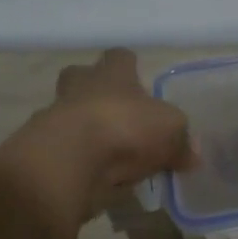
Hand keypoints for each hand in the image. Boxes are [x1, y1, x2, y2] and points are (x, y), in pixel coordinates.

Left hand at [1, 49, 192, 221]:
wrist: (68, 162)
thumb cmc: (124, 128)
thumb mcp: (170, 131)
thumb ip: (181, 141)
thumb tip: (192, 155)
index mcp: (111, 74)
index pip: (119, 57)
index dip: (129, 66)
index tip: (139, 80)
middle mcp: (80, 89)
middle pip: (81, 78)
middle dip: (95, 92)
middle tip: (117, 114)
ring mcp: (57, 119)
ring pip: (71, 117)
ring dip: (88, 132)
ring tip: (115, 158)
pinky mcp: (45, 153)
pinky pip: (68, 153)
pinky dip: (82, 165)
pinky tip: (101, 181)